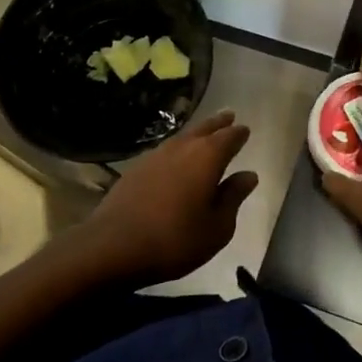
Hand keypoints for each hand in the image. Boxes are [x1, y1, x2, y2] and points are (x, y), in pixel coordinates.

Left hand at [81, 109, 257, 287]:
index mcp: (208, 157)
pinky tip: (176, 157)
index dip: (239, 134)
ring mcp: (156, 155)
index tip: (245, 130)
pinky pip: (165, 150)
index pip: (229, 137)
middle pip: (205, 128)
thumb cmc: (175, 239)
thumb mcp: (217, 227)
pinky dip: (177, 148)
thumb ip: (233, 197)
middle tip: (229, 115)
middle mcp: (183, 147)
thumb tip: (248, 175)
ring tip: (205, 132)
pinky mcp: (136, 168)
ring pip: (183, 136)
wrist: (112, 247)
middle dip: (219, 123)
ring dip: (197, 132)